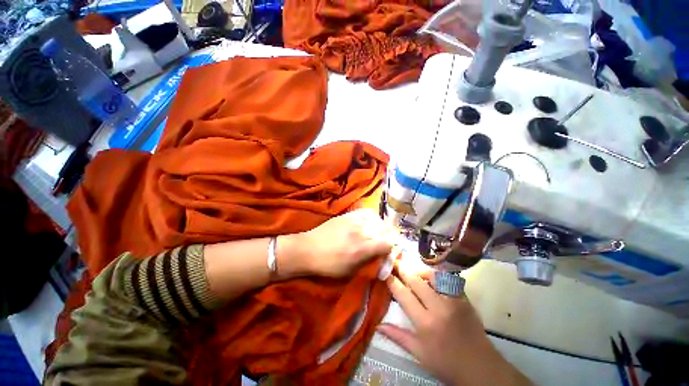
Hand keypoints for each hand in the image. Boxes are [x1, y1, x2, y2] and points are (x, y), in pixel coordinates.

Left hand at [281, 208, 394, 277]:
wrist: (307, 249)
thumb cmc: (327, 265)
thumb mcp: (349, 271)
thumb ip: (367, 263)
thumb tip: (379, 257)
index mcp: (361, 249)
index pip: (387, 244)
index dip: (391, 248)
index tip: (388, 252)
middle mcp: (360, 231)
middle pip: (383, 229)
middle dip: (387, 236)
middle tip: (383, 242)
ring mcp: (353, 220)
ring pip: (375, 219)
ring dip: (379, 226)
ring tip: (376, 231)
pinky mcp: (346, 215)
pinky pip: (364, 212)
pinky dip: (370, 217)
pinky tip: (367, 222)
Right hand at [378, 266, 530, 385]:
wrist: (480, 367)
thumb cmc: (446, 363)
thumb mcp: (419, 353)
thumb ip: (398, 336)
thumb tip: (378, 325)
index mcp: (425, 323)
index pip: (404, 295)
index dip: (393, 282)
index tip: (385, 273)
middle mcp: (439, 307)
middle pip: (416, 281)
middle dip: (403, 270)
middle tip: (395, 263)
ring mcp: (454, 301)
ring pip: (433, 276)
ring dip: (420, 271)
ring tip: (413, 273)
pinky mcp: (464, 299)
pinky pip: (448, 280)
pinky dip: (437, 277)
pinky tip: (431, 279)